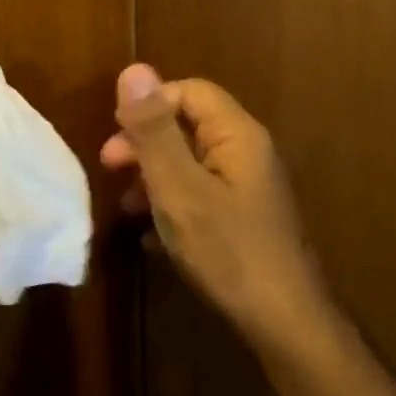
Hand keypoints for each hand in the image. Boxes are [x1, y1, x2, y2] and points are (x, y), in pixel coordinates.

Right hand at [101, 65, 331, 362]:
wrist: (285, 326)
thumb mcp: (178, 187)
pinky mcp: (243, 217)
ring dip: (152, 175)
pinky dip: (170, 203)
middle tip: (110, 168)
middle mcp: (246, 152)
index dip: (149, 106)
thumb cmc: (227, 250)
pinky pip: (199, 192)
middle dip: (144, 143)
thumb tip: (134, 69)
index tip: (118, 137)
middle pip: (188, 125)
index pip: (189, 91)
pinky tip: (149, 233)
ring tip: (124, 206)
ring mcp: (247, 187)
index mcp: (236, 135)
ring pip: (189, 161)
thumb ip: (153, 130)